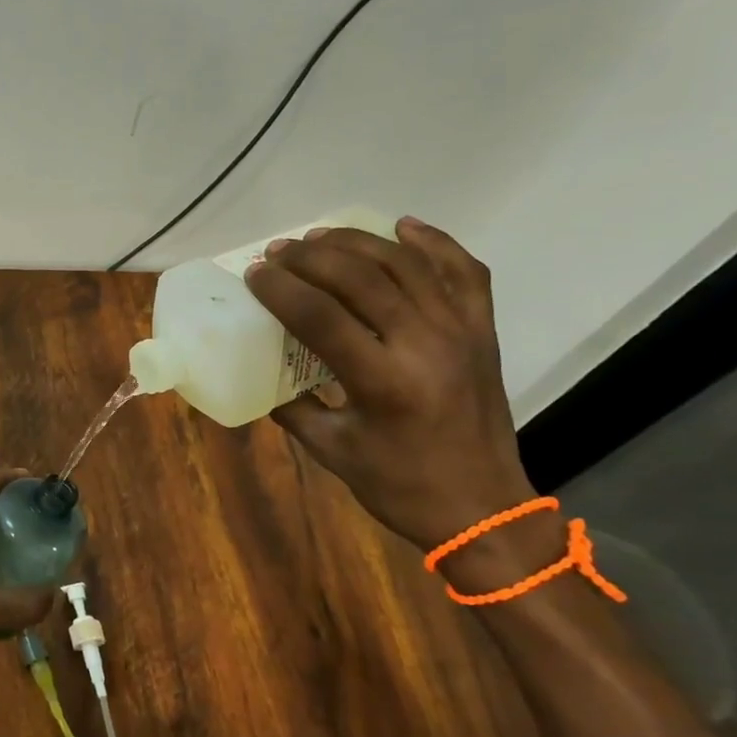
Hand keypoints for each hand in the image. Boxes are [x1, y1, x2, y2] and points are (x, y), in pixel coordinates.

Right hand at [243, 217, 535, 552]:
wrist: (483, 509)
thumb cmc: (399, 486)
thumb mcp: (331, 450)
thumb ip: (291, 406)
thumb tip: (262, 371)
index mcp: (383, 381)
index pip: (320, 316)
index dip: (281, 288)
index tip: (254, 273)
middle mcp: (424, 344)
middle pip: (361, 278)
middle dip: (311, 257)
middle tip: (279, 252)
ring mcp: (460, 332)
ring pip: (406, 264)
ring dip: (357, 242)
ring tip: (320, 237)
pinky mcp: (483, 331)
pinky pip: (464, 271)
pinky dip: (434, 243)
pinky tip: (404, 227)